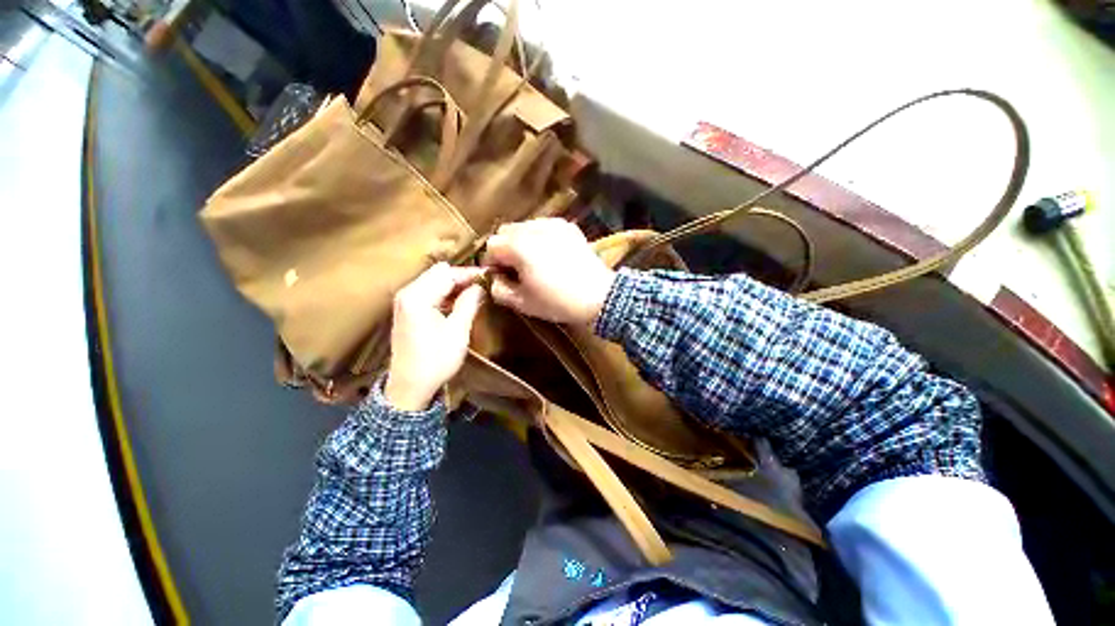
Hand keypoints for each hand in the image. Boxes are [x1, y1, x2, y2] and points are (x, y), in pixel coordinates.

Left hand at [384, 263, 485, 410]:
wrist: (410, 387)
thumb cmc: (436, 360)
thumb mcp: (458, 331)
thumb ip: (469, 303)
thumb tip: (480, 287)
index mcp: (417, 296)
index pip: (447, 274)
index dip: (470, 274)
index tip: (490, 275)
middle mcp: (407, 293)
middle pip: (438, 273)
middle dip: (461, 277)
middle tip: (483, 284)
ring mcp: (404, 302)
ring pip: (433, 281)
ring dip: (454, 285)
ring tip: (476, 292)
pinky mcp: (406, 310)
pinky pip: (428, 292)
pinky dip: (444, 293)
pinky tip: (459, 302)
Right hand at [481, 218, 615, 324]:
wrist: (599, 297)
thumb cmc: (558, 302)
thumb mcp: (522, 303)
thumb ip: (498, 289)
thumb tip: (493, 279)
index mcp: (518, 246)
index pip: (491, 246)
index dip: (491, 263)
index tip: (500, 277)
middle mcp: (533, 228)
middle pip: (506, 232)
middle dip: (505, 249)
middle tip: (516, 269)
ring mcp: (553, 225)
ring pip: (525, 227)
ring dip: (522, 241)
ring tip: (534, 262)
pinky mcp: (568, 227)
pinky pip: (544, 226)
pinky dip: (540, 237)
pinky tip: (550, 254)